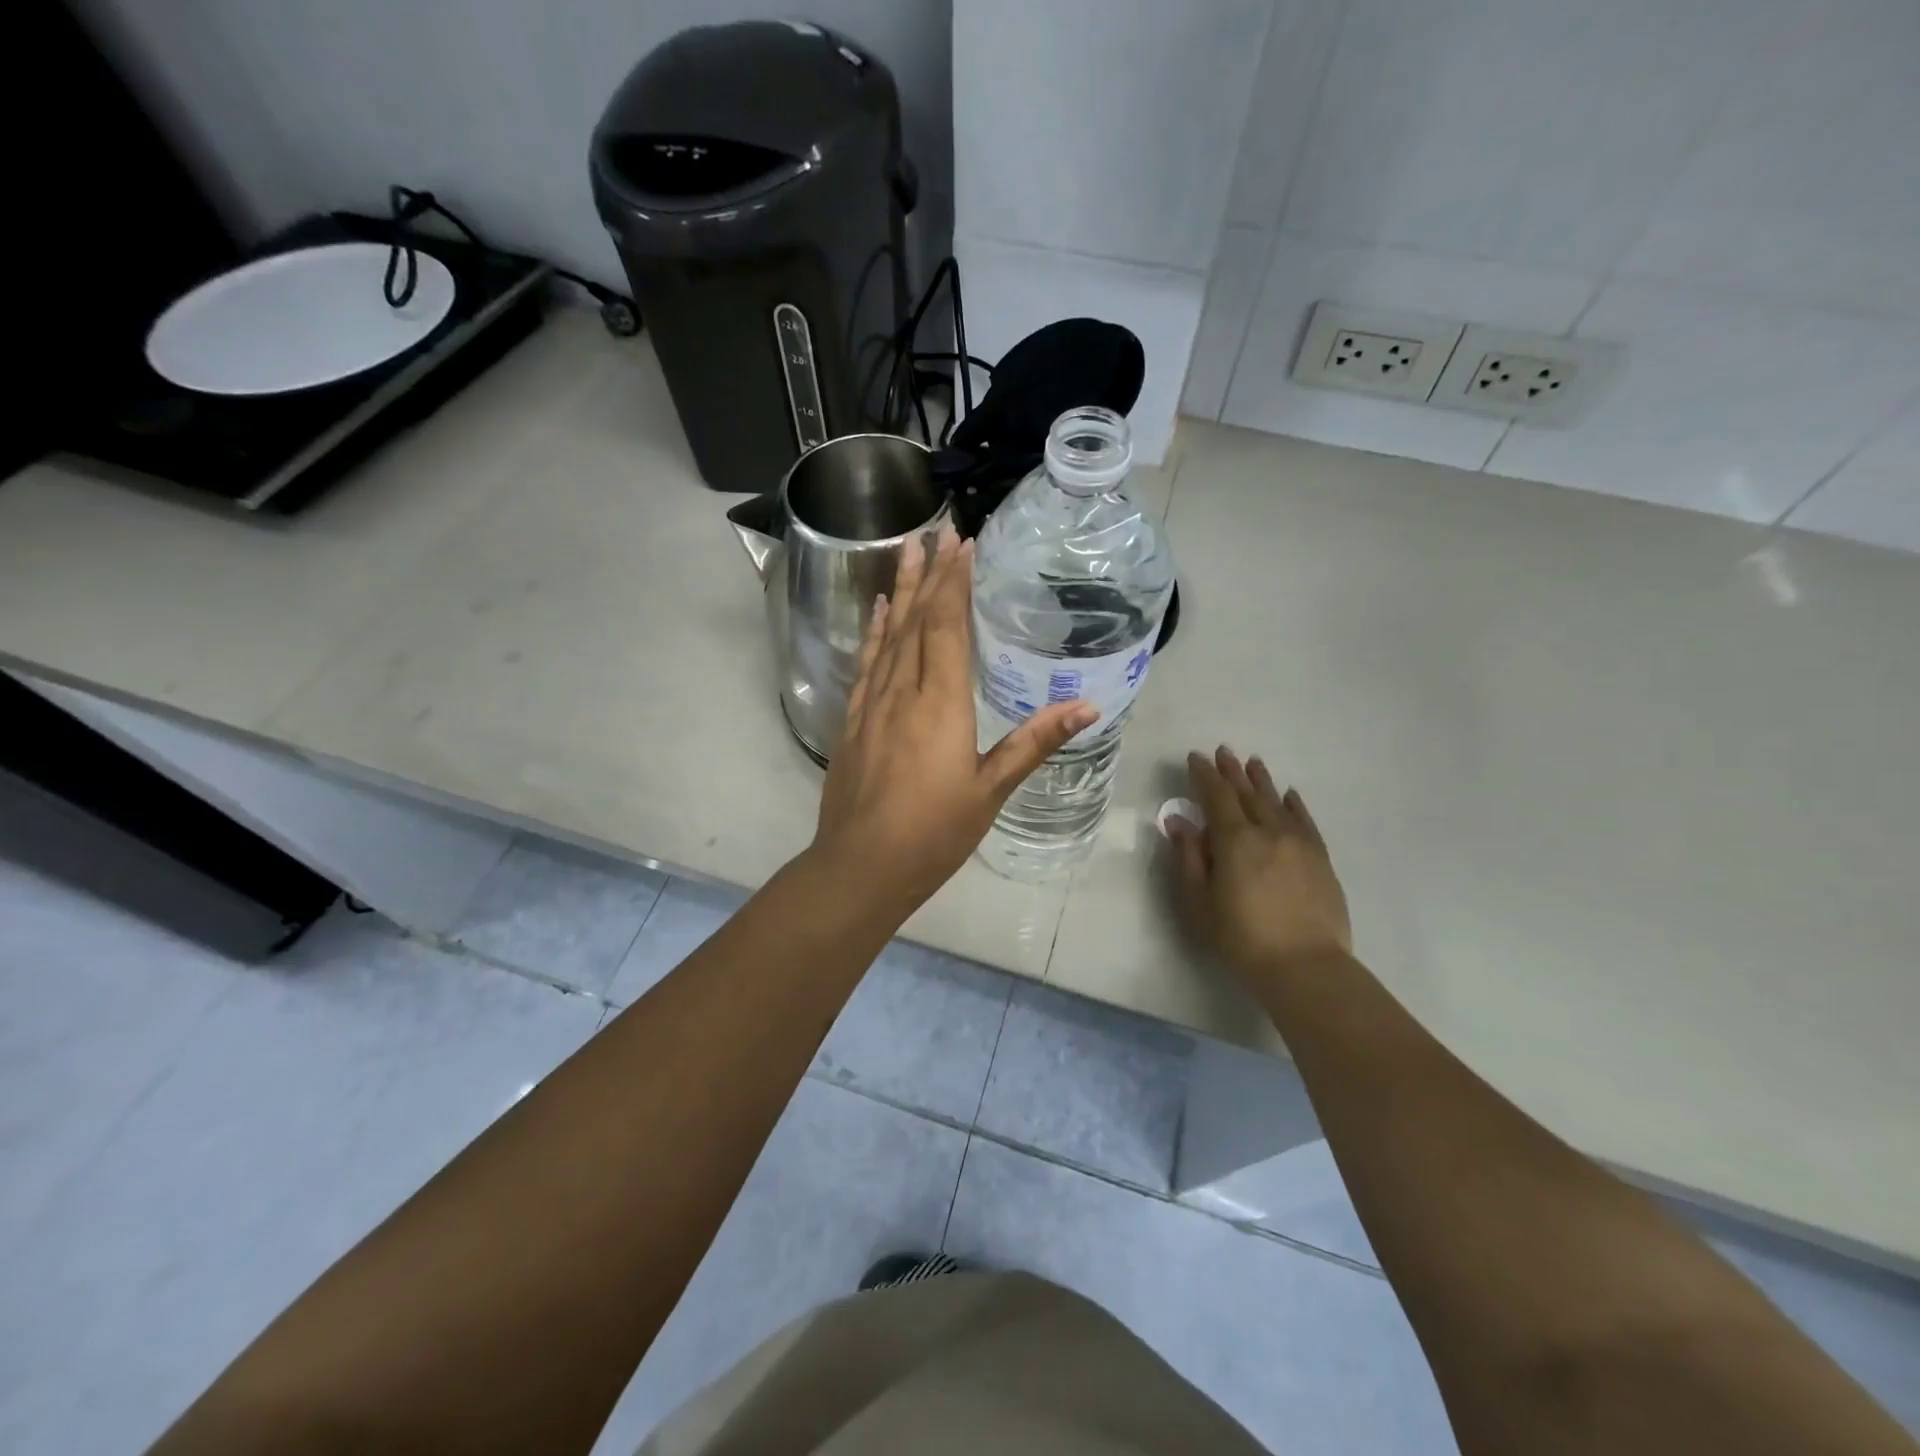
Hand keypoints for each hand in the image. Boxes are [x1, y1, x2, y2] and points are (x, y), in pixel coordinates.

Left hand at [810, 525, 1096, 916]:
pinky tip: (879, 612)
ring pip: (889, 635)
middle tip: (937, 530)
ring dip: (901, 591)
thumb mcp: (991, 790)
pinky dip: (875, 632)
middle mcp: (902, 692)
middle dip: (930, 573)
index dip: (955, 582)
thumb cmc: (934, 832)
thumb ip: (1034, 742)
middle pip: (917, 620)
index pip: (947, 626)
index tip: (963, 544)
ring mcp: (872, 705)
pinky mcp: (853, 722)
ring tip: (907, 550)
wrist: (861, 867)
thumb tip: (1086, 707)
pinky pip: (866, 664)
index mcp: (941, 703)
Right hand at [1167, 746, 1351, 980]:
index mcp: (1235, 840)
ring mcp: (1299, 843)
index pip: (1216, 796)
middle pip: (1247, 793)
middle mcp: (1268, 831)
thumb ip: (1190, 857)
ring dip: (1261, 780)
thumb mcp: (1200, 902)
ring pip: (1277, 801)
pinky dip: (1294, 804)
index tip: (1195, 757)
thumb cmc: (1242, 938)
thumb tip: (1179, 820)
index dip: (1204, 775)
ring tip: (1252, 762)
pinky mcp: (1320, 858)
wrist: (1306, 967)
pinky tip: (1289, 795)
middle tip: (1222, 752)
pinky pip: (1305, 820)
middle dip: (1232, 771)